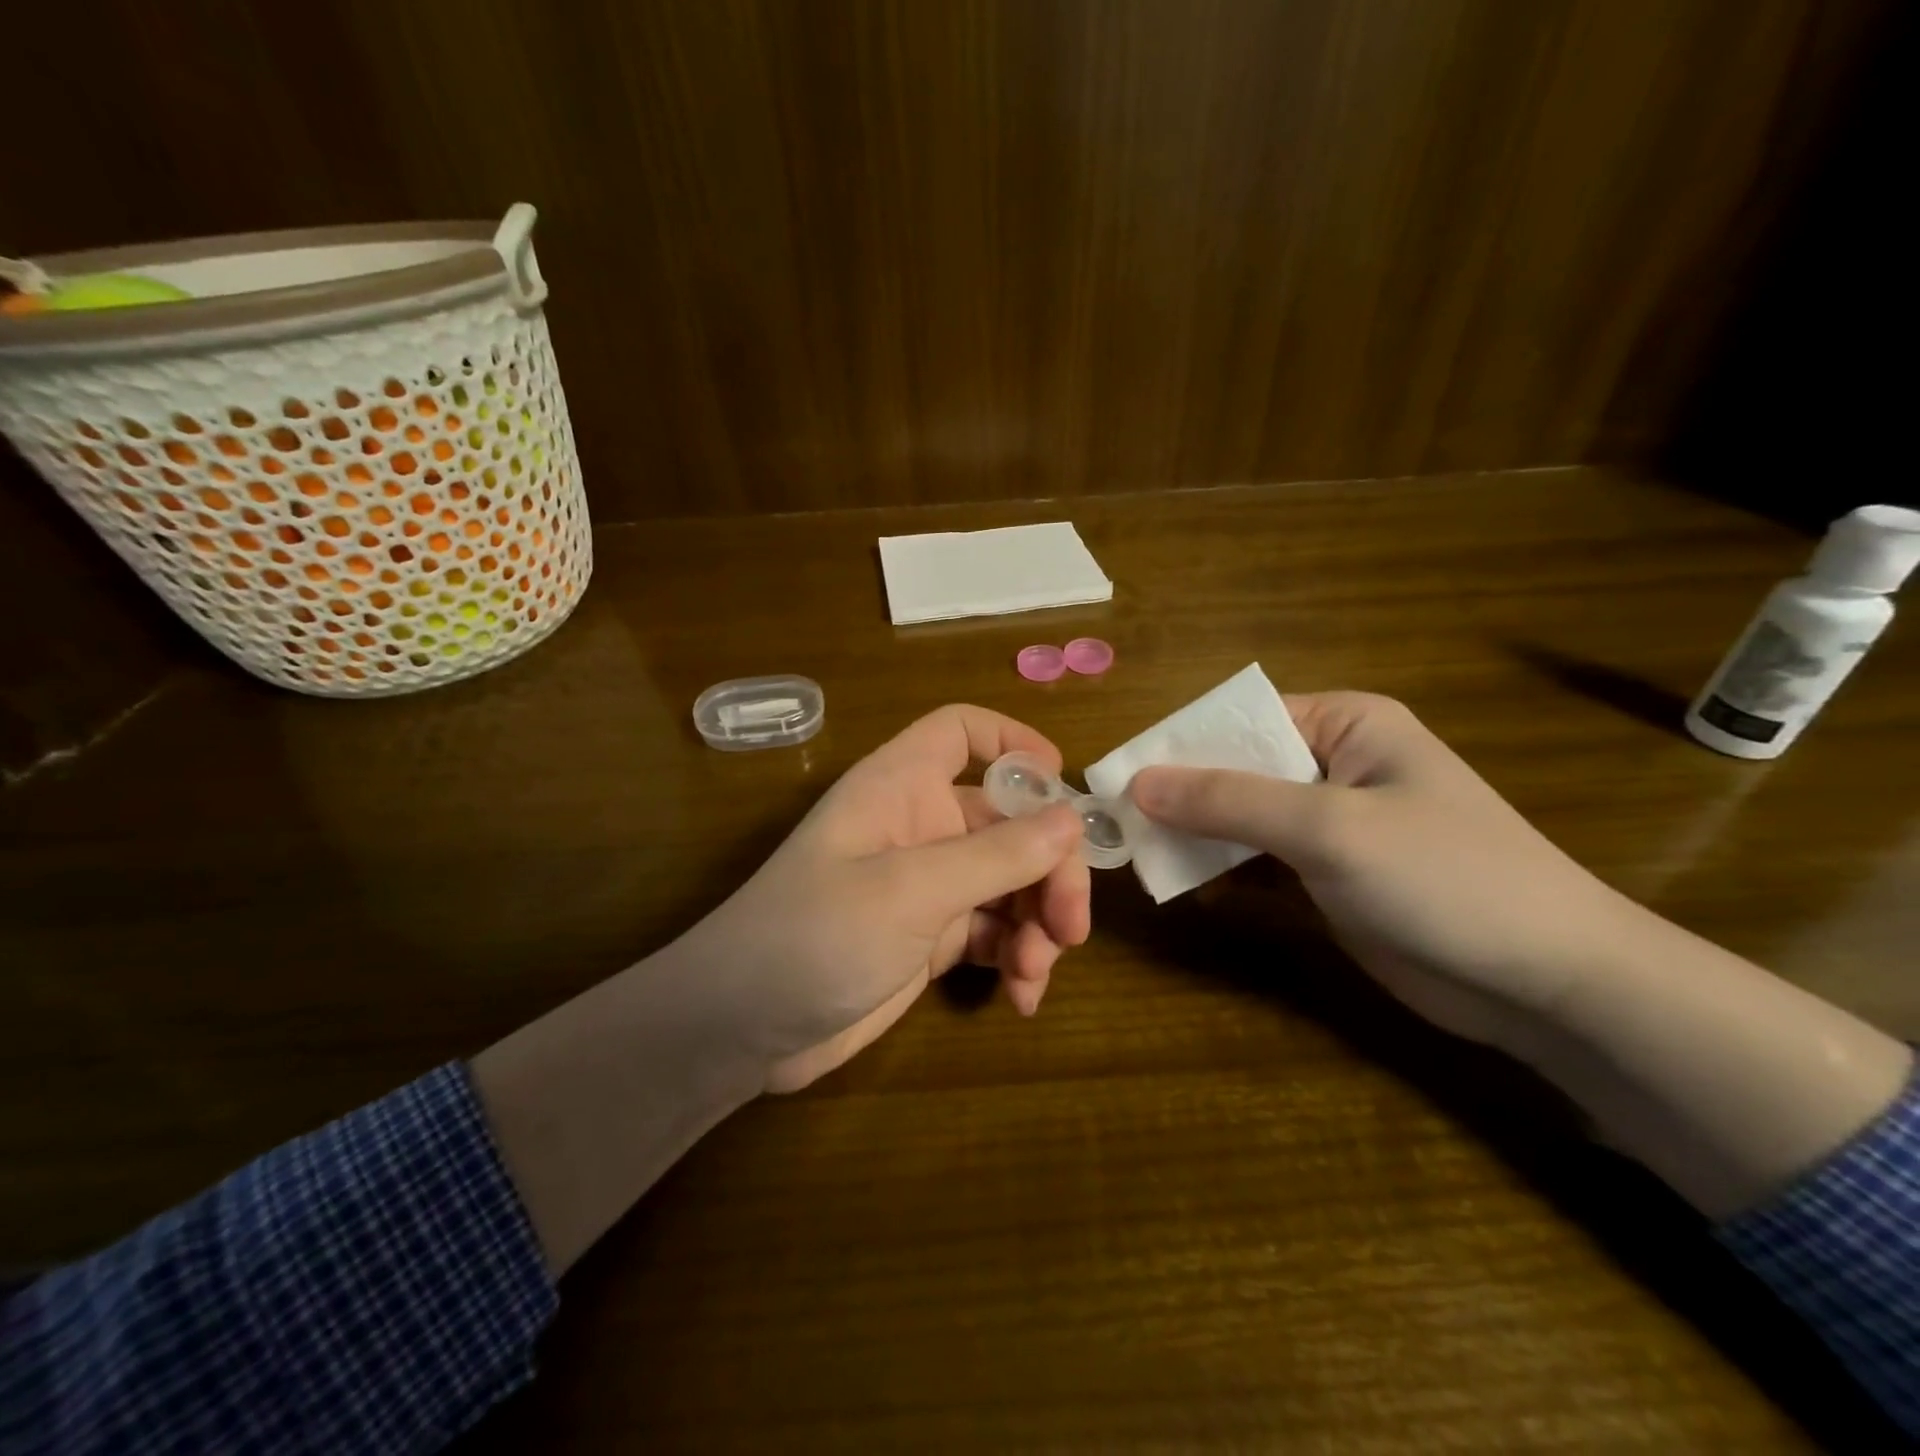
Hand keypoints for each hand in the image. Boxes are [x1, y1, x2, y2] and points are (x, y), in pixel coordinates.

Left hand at [675, 704, 1092, 1092]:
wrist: (742, 1029)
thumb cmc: (815, 935)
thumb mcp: (910, 891)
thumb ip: (996, 855)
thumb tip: (1072, 819)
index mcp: (901, 786)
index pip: (959, 732)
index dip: (1012, 742)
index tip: (1062, 784)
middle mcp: (919, 825)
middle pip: (1008, 820)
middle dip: (1048, 868)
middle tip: (1071, 926)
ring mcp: (927, 884)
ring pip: (1009, 881)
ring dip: (1037, 921)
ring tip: (1036, 971)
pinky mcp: (930, 937)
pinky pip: (994, 931)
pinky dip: (1016, 956)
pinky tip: (1022, 995)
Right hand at [1128, 692, 1630, 1056]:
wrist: (1547, 984)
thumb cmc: (1445, 878)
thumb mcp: (1329, 828)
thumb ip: (1228, 801)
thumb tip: (1136, 781)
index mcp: (1343, 724)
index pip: (1238, 720)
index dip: (1178, 745)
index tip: (1116, 779)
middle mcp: (1331, 763)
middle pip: (1233, 768)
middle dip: (1179, 796)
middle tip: (1116, 824)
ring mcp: (1328, 823)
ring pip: (1238, 817)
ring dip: (1192, 836)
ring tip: (1136, 854)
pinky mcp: (1324, 874)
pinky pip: (1255, 859)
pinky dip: (1218, 869)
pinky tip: (1181, 885)